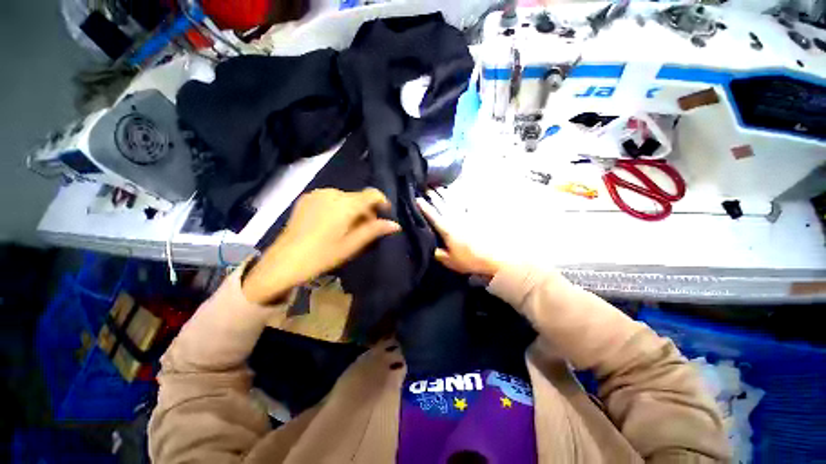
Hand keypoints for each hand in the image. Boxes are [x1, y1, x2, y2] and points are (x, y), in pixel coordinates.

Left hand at [242, 188, 401, 304]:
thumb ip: (374, 230)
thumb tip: (395, 225)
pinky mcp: (306, 198)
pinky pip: (330, 199)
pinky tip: (332, 224)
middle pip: (358, 197)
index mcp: (346, 204)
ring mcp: (317, 194)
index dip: (382, 202)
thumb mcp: (352, 245)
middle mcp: (332, 193)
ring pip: (344, 198)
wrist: (284, 261)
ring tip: (347, 228)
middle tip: (365, 229)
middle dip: (366, 211)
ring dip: (352, 210)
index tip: (385, 214)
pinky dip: (338, 208)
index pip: (372, 194)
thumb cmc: (323, 255)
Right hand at [416, 193, 501, 276]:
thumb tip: (433, 249)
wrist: (494, 256)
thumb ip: (439, 255)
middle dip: (433, 196)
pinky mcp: (476, 217)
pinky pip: (467, 205)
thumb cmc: (471, 260)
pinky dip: (462, 199)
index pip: (433, 216)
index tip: (417, 199)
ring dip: (445, 194)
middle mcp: (455, 219)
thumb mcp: (451, 262)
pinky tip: (460, 195)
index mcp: (447, 229)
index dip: (424, 208)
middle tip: (426, 188)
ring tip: (439, 187)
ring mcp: (466, 216)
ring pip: (453, 202)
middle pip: (442, 205)